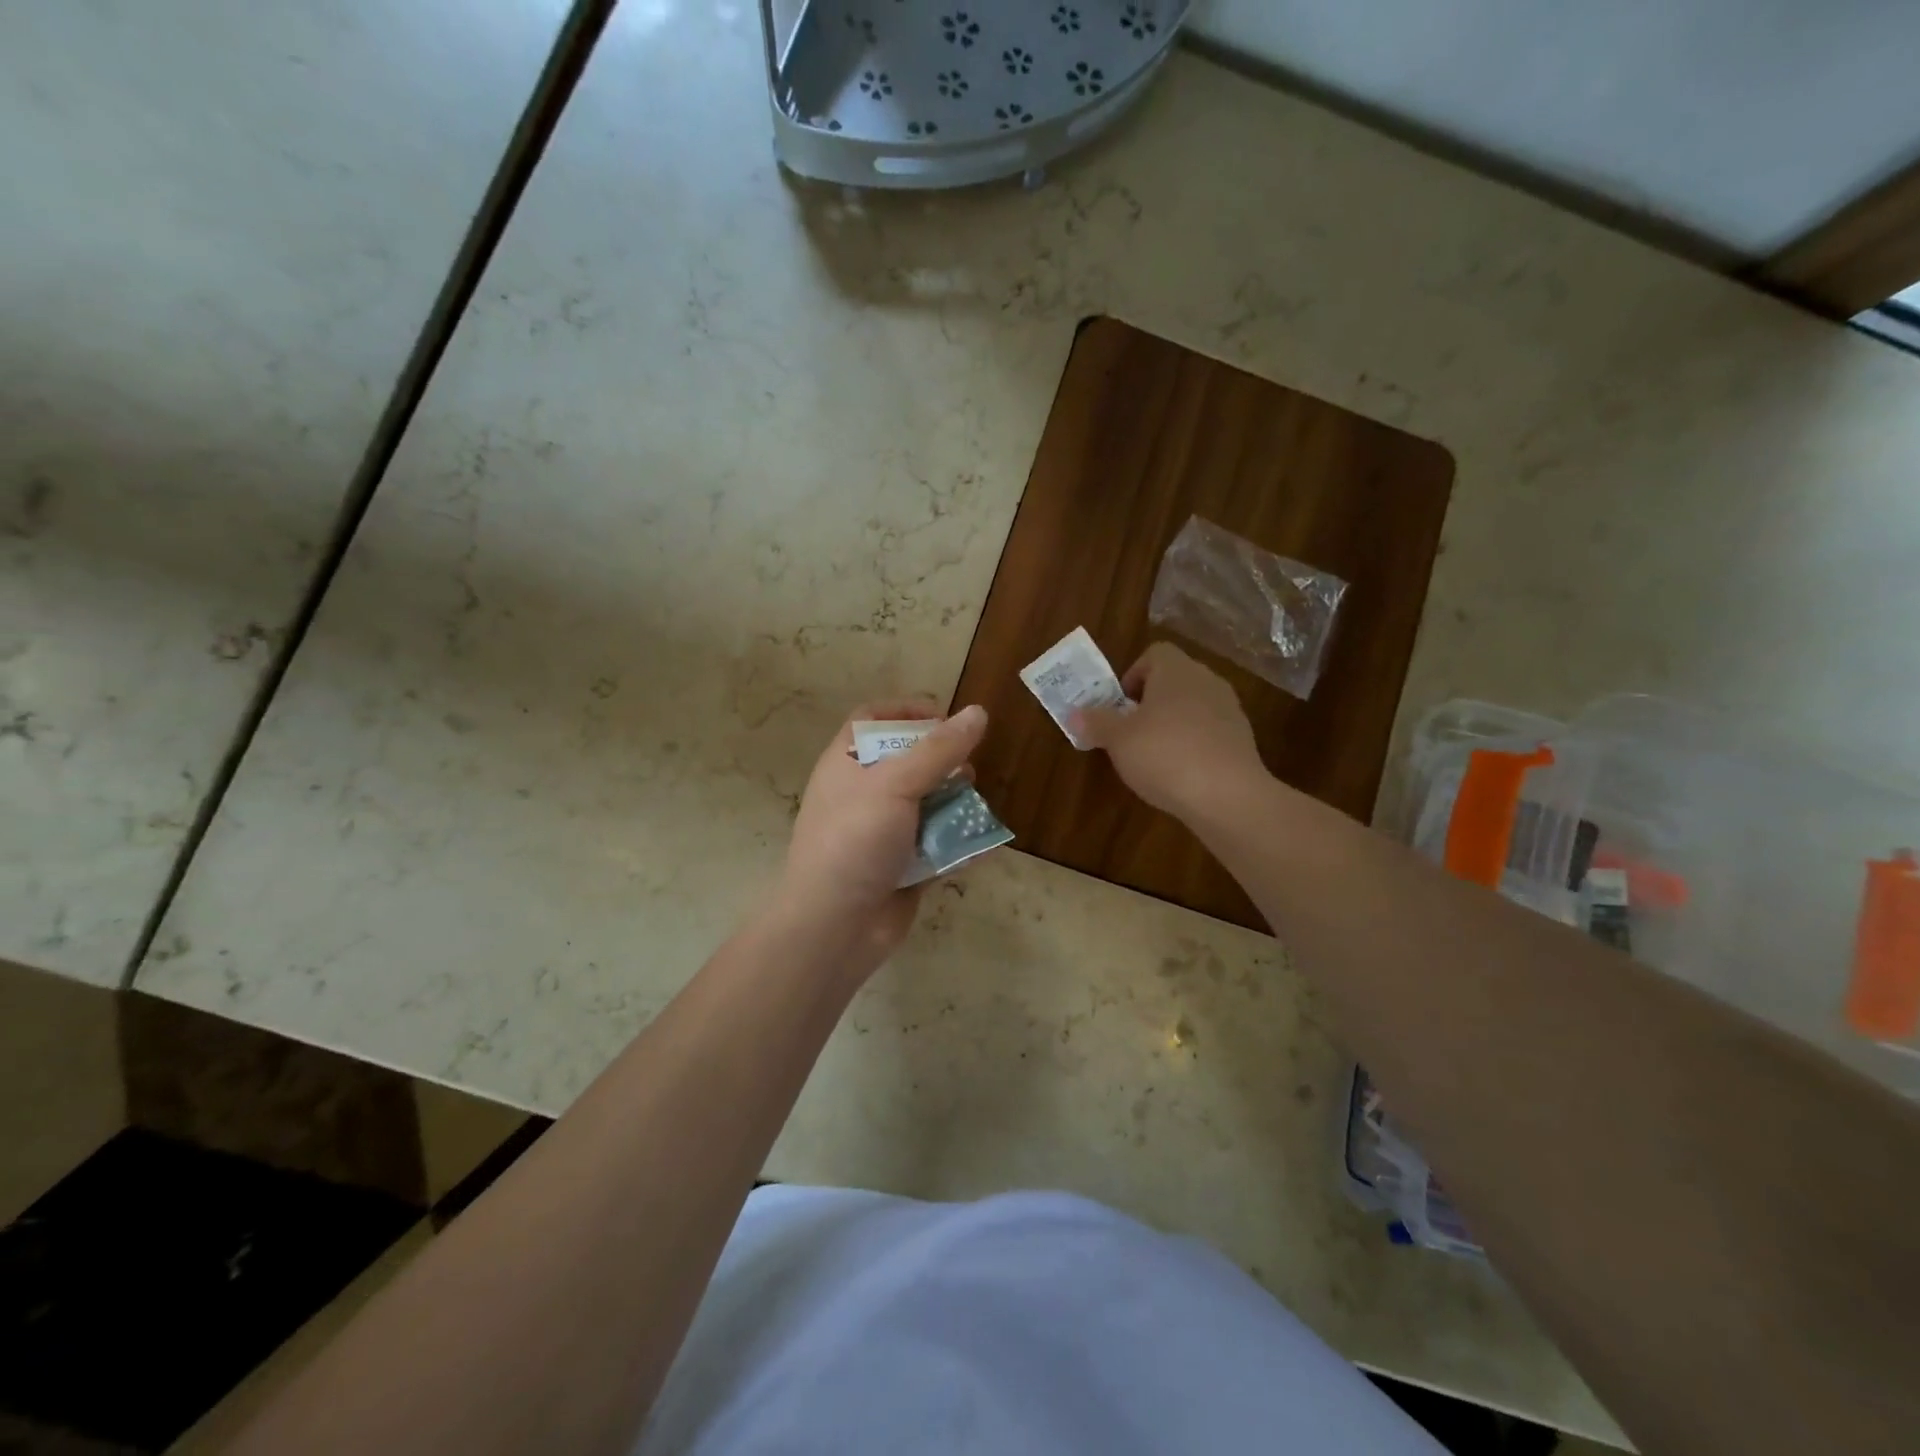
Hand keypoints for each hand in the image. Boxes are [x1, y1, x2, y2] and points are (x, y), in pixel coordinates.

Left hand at [771, 700, 989, 974]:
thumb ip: (938, 750)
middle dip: (943, 762)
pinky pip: (937, 845)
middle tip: (967, 769)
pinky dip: (959, 843)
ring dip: (956, 803)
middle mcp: (863, 794)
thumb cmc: (855, 840)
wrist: (834, 926)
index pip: (872, 719)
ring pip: (927, 804)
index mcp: (846, 764)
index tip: (944, 717)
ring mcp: (883, 832)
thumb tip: (978, 712)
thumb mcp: (895, 784)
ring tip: (975, 807)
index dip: (906, 711)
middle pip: (908, 761)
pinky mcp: (903, 867)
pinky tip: (983, 844)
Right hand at [1071, 643, 1265, 821]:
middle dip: (1150, 702)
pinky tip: (1181, 773)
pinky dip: (1194, 744)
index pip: (1154, 654)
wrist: (1227, 795)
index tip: (1120, 705)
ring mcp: (1230, 709)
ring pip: (1193, 706)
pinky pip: (1210, 731)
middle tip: (1130, 732)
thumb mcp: (1118, 740)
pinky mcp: (1242, 739)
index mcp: (1176, 670)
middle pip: (1174, 680)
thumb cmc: (1164, 755)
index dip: (1133, 675)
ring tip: (1154, 757)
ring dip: (1173, 724)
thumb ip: (1096, 722)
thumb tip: (1075, 713)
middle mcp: (1206, 680)